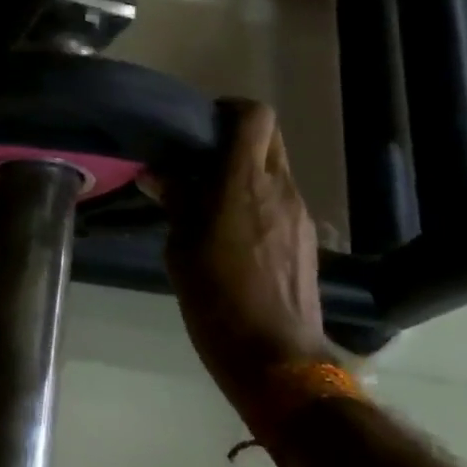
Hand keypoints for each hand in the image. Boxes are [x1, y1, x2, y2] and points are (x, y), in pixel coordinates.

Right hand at [155, 99, 335, 417]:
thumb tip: (159, 174)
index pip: (254, 116)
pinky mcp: (308, 238)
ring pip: (276, 169)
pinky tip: (237, 234)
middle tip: (205, 159)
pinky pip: (282, 200)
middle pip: (269, 136)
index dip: (230, 109)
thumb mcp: (181, 250)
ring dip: (248, 172)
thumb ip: (176, 203)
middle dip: (239, 136)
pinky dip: (260, 200)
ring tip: (215, 201)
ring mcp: (299, 213)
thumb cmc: (216, 300)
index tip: (203, 126)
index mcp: (243, 183)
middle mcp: (279, 188)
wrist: (276, 356)